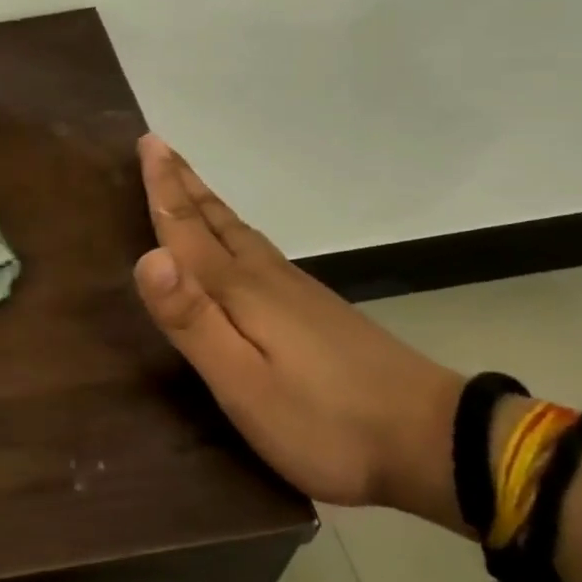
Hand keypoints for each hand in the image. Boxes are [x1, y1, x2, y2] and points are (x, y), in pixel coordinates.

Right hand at [132, 135, 464, 519]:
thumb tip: (148, 256)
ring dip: (207, 205)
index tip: (148, 141)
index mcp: (242, 290)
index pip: (190, 229)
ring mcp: (297, 292)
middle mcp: (267, 278)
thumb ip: (193, 320)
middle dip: (183, 183)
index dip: (164, 188)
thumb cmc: (324, 420)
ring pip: (239, 233)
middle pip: (216, 220)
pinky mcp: (317, 311)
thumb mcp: (244, 383)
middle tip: (158, 146)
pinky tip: (237, 244)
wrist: (434, 440)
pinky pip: (258, 251)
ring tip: (187, 185)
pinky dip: (233, 232)